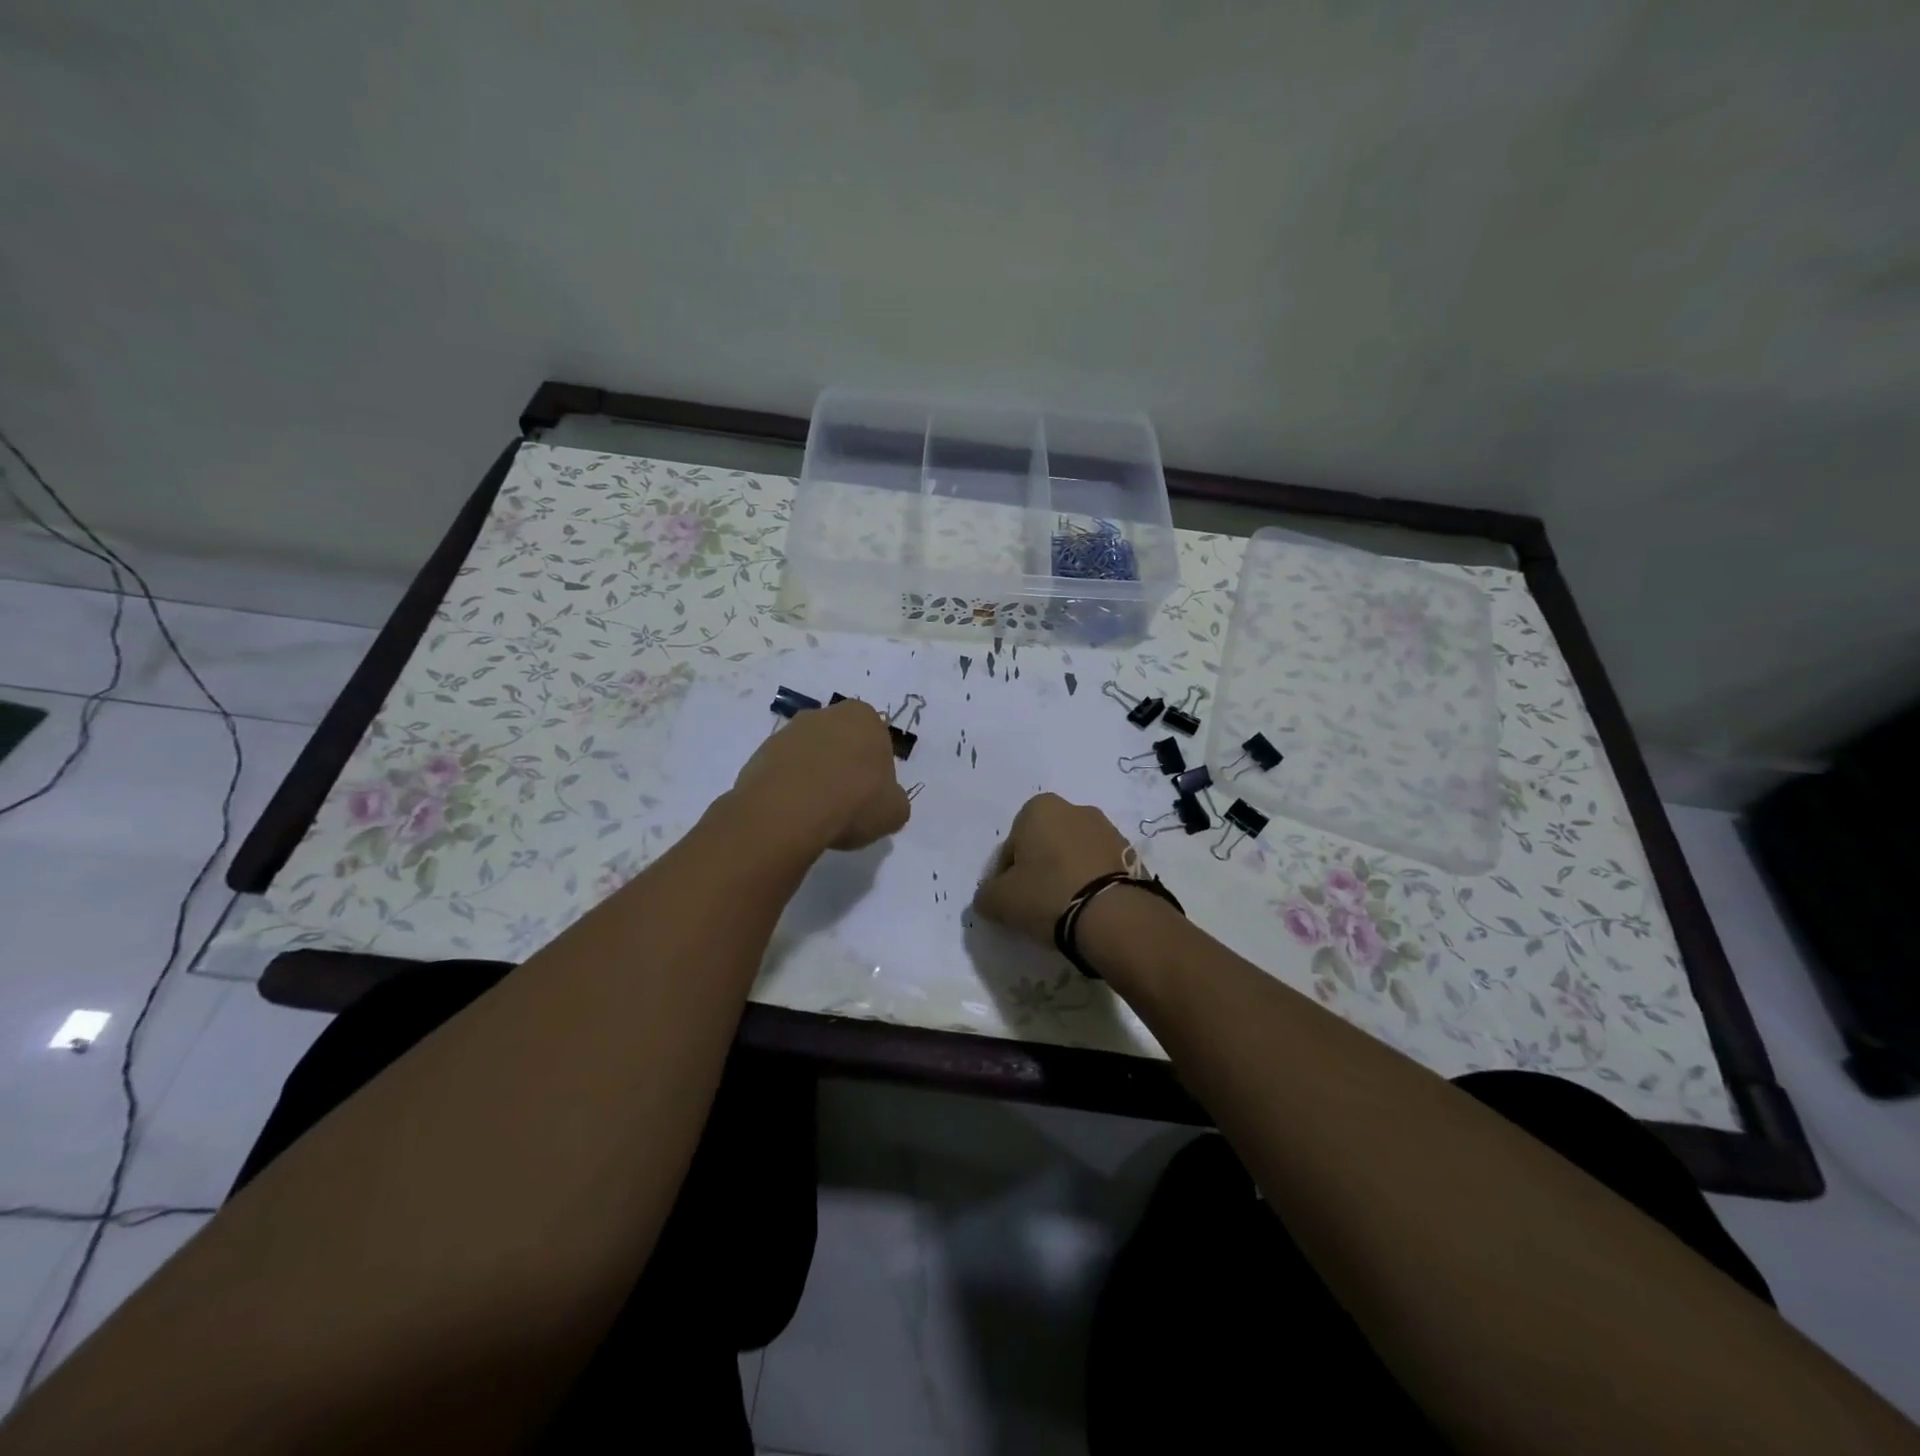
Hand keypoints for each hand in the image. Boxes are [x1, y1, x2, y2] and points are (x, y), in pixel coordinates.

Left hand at [729, 698, 910, 852]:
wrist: (788, 812)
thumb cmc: (853, 802)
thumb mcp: (894, 811)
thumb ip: (893, 799)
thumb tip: (884, 801)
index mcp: (864, 717)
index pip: (877, 740)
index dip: (876, 770)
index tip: (871, 795)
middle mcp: (826, 714)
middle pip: (842, 742)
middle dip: (844, 766)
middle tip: (846, 803)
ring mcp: (789, 731)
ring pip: (811, 754)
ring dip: (815, 776)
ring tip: (817, 813)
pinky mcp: (761, 752)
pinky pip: (785, 770)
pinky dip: (790, 787)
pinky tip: (794, 812)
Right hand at [973, 793, 1130, 942]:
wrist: (1113, 915)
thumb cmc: (1047, 895)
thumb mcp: (1000, 901)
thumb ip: (986, 894)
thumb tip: (989, 897)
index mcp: (1039, 808)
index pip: (1012, 845)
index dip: (1007, 875)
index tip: (1013, 900)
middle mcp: (1075, 809)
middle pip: (1045, 845)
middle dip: (1040, 869)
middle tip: (1037, 905)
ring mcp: (1107, 830)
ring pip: (1074, 855)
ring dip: (1067, 876)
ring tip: (1066, 911)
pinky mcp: (1130, 853)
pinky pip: (1099, 868)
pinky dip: (1091, 884)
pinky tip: (1088, 910)